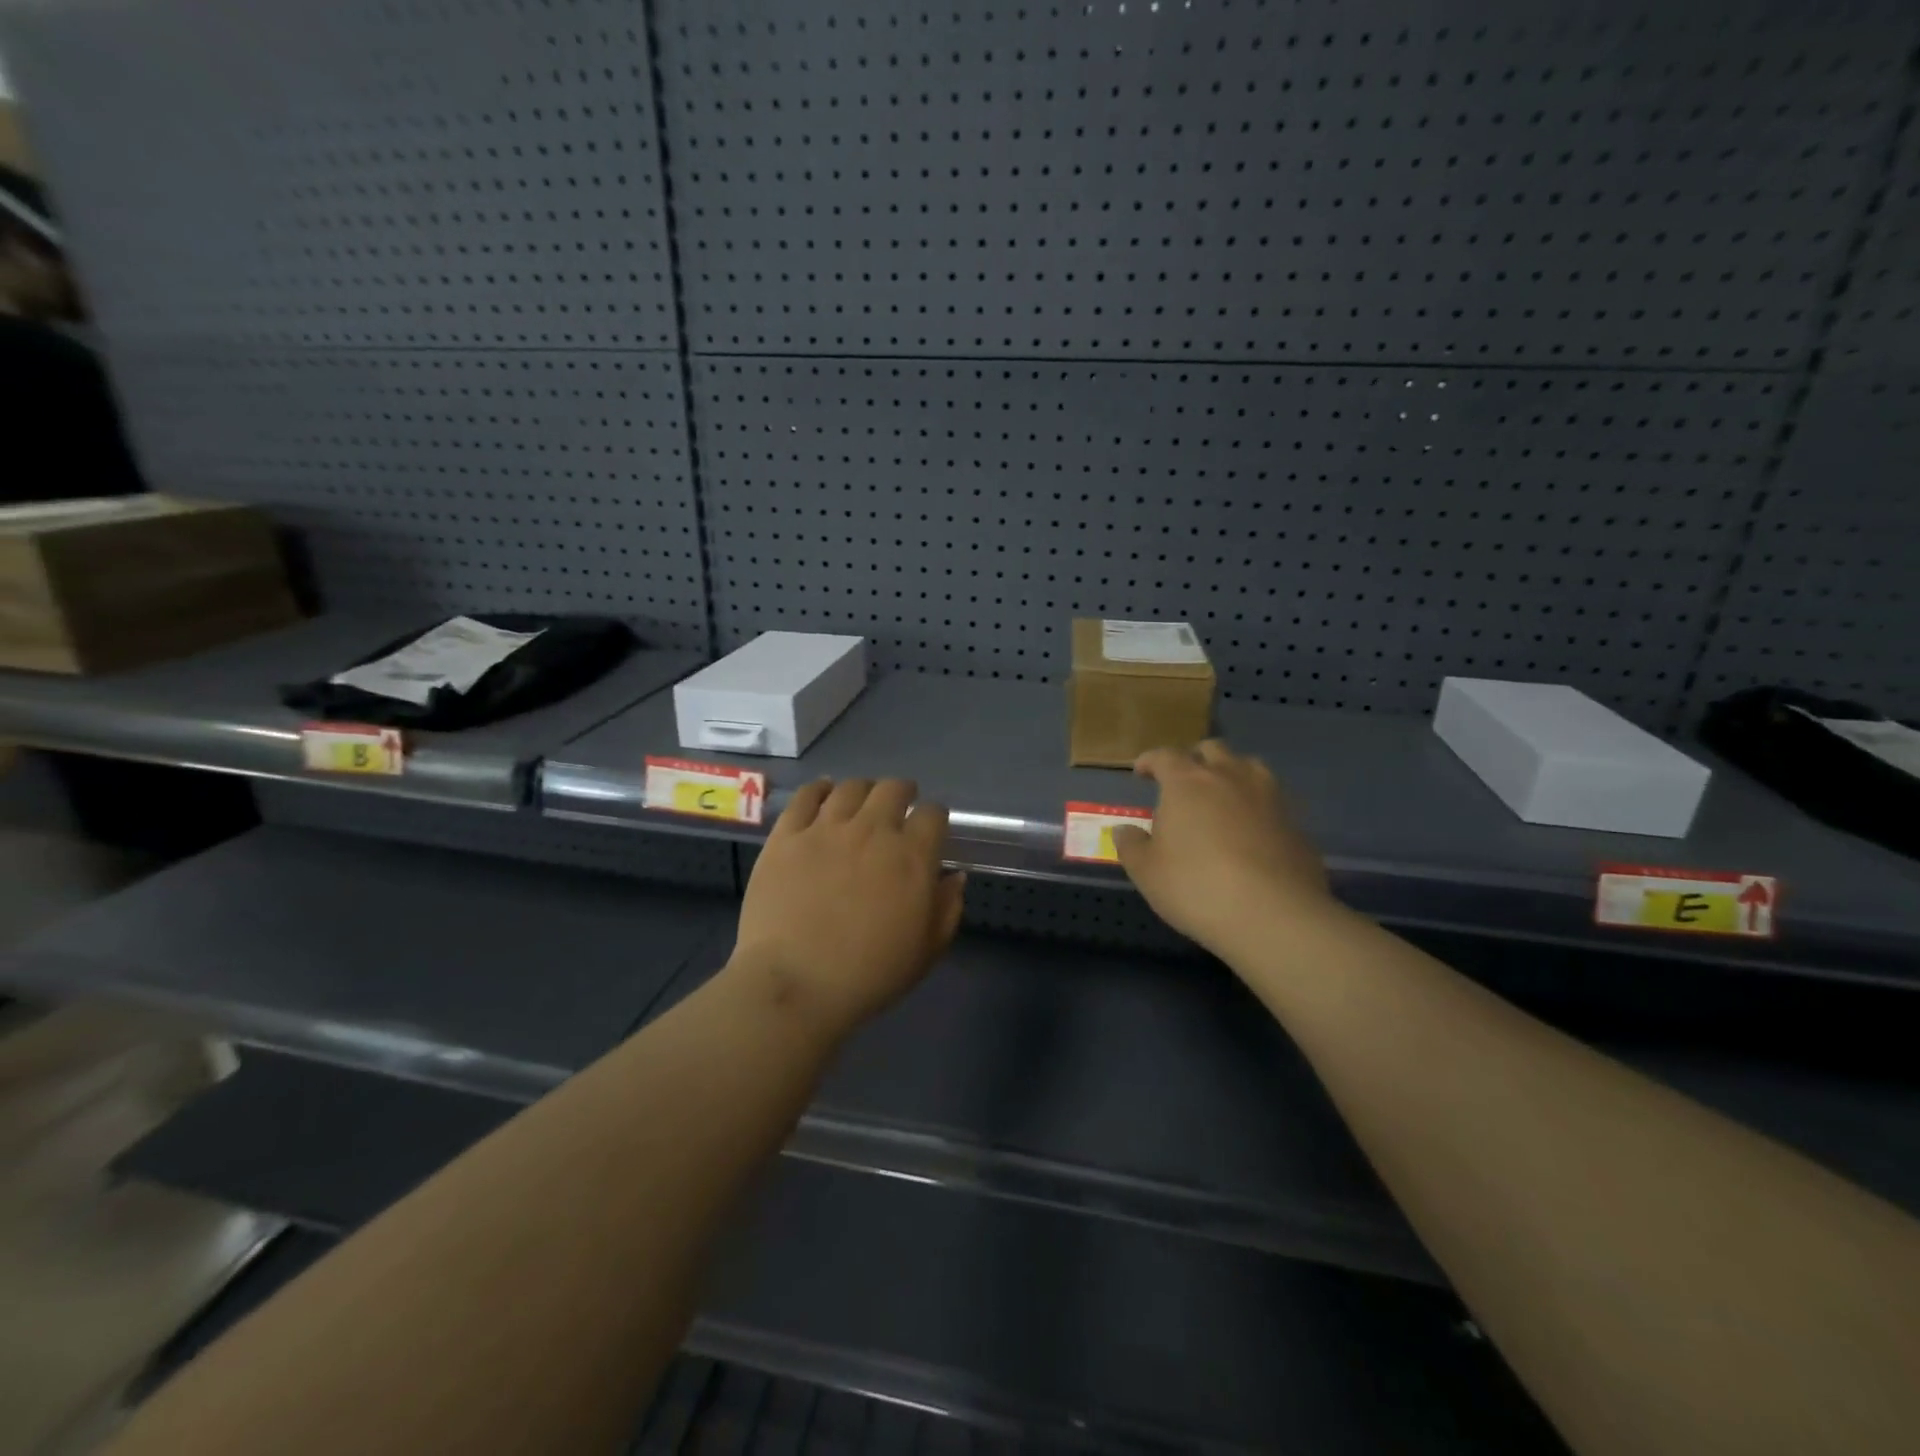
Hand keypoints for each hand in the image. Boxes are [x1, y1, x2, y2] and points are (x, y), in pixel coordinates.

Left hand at [729, 778, 965, 1038]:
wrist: (794, 984)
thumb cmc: (868, 975)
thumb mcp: (926, 951)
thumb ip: (947, 908)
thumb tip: (954, 876)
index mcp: (912, 857)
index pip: (933, 814)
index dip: (935, 817)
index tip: (930, 828)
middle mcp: (872, 830)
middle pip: (893, 789)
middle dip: (903, 793)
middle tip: (899, 806)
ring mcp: (826, 829)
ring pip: (852, 787)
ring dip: (864, 790)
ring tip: (862, 801)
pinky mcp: (787, 835)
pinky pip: (807, 796)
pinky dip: (820, 789)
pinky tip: (824, 793)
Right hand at [1112, 740, 1334, 956]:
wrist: (1274, 916)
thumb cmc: (1196, 887)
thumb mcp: (1147, 872)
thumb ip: (1132, 846)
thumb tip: (1124, 830)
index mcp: (1187, 783)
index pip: (1165, 756)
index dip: (1150, 760)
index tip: (1141, 772)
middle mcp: (1230, 778)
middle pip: (1212, 750)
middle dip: (1194, 759)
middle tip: (1183, 781)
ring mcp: (1269, 797)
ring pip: (1249, 766)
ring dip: (1232, 773)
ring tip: (1222, 796)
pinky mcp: (1296, 823)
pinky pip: (1272, 801)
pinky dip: (1257, 806)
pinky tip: (1251, 831)